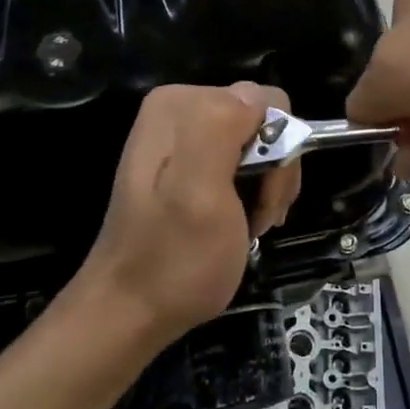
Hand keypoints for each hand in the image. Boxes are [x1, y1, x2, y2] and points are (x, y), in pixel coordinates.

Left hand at [74, 82, 300, 344]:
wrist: (131, 312)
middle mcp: (180, 110)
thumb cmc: (174, 259)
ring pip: (260, 144)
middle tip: (260, 217)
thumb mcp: (200, 193)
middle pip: (264, 122)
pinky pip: (244, 162)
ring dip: (267, 186)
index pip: (266, 102)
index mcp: (181, 104)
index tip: (263, 198)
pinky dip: (254, 192)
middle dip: (273, 170)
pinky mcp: (189, 164)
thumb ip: (221, 130)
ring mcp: (184, 138)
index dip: (278, 150)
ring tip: (250, 225)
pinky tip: (242, 222)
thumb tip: (257, 96)